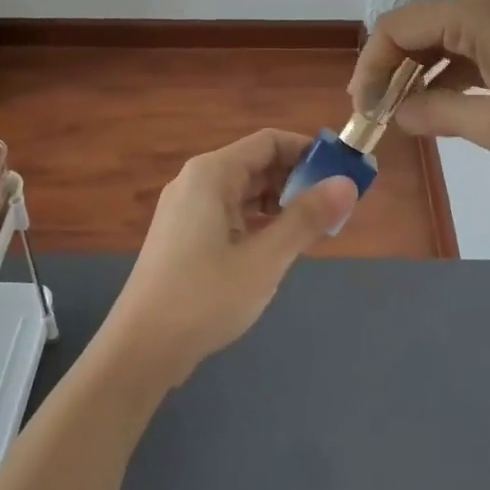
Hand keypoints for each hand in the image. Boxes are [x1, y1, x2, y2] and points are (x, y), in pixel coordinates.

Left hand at [99, 130, 357, 388]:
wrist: (141, 347)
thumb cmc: (205, 296)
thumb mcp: (265, 258)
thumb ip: (307, 218)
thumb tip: (347, 183)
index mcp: (212, 173)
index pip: (269, 142)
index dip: (308, 152)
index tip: (342, 174)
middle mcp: (197, 181)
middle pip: (256, 164)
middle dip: (297, 181)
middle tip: (334, 209)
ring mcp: (187, 209)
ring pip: (244, 192)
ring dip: (280, 205)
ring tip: (312, 231)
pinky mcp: (184, 235)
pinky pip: (230, 214)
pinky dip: (258, 223)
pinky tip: (278, 248)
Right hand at [351, 0, 489, 172]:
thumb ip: (436, 114)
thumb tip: (396, 114)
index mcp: (478, 12)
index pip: (399, 26)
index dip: (372, 66)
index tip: (363, 109)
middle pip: (420, 27)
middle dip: (393, 69)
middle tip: (378, 114)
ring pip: (447, 38)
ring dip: (421, 73)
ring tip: (404, 114)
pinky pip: (475, 47)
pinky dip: (453, 74)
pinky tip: (444, 106)